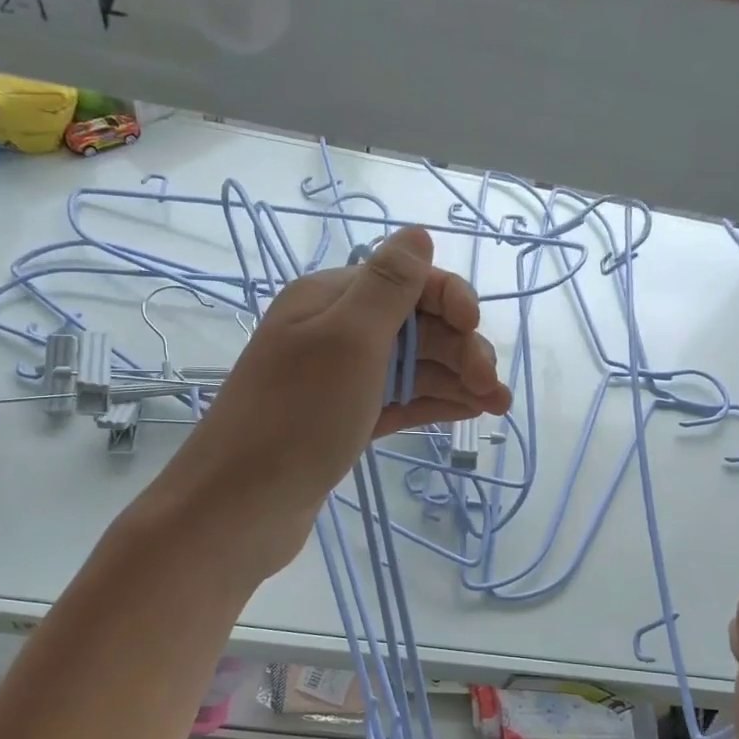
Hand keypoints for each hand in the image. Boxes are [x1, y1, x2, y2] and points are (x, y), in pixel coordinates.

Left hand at [161, 226, 511, 572]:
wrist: (241, 506)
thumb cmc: (298, 415)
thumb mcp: (347, 339)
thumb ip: (388, 286)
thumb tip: (418, 233)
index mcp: (331, 299)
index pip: (405, 280)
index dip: (448, 297)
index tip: (474, 326)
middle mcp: (336, 333)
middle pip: (415, 325)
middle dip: (460, 347)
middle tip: (490, 387)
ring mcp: (341, 381)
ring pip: (413, 366)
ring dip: (458, 378)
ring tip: (497, 405)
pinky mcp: (347, 421)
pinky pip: (401, 401)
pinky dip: (436, 403)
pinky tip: (470, 412)